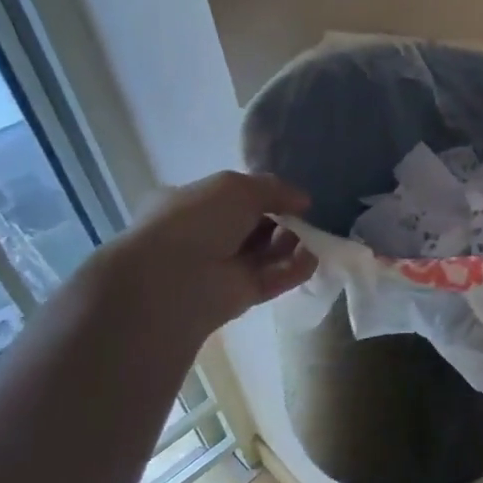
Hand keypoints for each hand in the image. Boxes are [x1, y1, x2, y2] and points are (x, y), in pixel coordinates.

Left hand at [94, 172, 317, 349]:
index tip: (291, 198)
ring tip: (308, 237)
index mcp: (192, 205)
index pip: (234, 198)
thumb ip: (273, 188)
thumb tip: (303, 200)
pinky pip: (274, 278)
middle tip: (301, 218)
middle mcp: (206, 236)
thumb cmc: (196, 221)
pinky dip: (295, 268)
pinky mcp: (241, 295)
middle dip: (282, 220)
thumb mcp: (236, 187)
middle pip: (256, 226)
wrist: (172, 280)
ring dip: (292, 243)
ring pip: (267, 252)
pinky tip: (310, 258)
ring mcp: (223, 268)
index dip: (264, 196)